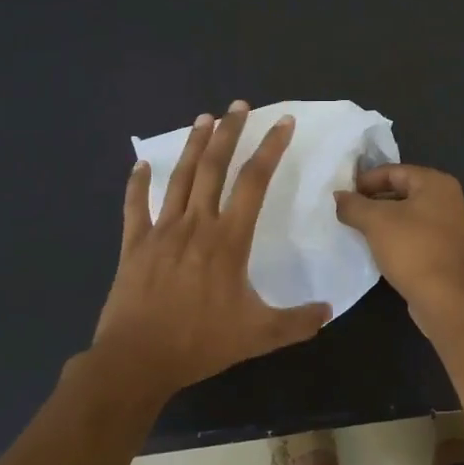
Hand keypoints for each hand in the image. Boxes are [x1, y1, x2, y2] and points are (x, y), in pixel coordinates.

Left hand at [92, 102, 330, 399]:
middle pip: (214, 167)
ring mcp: (161, 231)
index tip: (282, 123)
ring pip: (180, 178)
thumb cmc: (200, 342)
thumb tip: (329, 311)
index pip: (254, 183)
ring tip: (203, 118)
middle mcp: (196, 224)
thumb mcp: (259, 335)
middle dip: (229, 132)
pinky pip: (135, 207)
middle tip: (239, 105)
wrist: (137, 360)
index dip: (270, 149)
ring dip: (193, 146)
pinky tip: (140, 163)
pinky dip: (137, 184)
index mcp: (228, 240)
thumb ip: (297, 322)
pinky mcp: (134, 245)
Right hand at [334, 165, 463, 325]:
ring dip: (389, 222)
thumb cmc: (413, 250)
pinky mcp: (457, 254)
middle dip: (376, 201)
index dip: (365, 180)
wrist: (448, 300)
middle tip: (351, 214)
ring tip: (363, 233)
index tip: (344, 195)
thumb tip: (339, 197)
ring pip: (415, 216)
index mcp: (439, 184)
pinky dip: (404, 239)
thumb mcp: (375, 222)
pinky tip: (386, 252)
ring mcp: (460, 229)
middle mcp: (455, 200)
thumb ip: (353, 205)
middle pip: (406, 192)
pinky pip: (424, 237)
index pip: (394, 171)